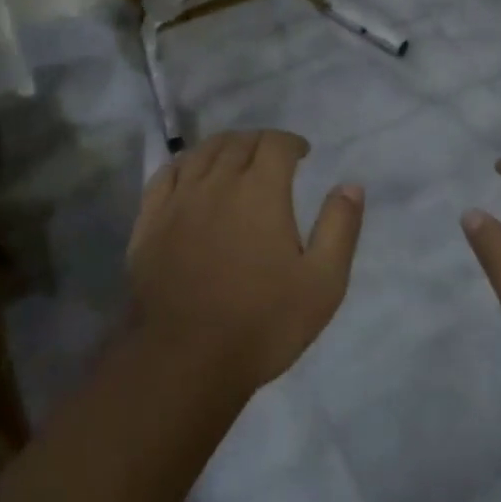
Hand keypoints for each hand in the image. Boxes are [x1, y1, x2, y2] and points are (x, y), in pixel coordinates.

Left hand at [127, 130, 362, 391]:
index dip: (291, 142)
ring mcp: (179, 200)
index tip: (302, 154)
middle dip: (260, 142)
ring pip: (202, 153)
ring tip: (236, 158)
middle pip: (238, 142)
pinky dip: (185, 164)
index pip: (275, 144)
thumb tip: (350, 185)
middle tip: (272, 157)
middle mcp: (218, 183)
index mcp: (261, 191)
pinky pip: (165, 175)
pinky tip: (192, 173)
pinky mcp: (150, 221)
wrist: (186, 359)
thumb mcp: (323, 283)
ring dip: (224, 147)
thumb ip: (340, 228)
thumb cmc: (263, 323)